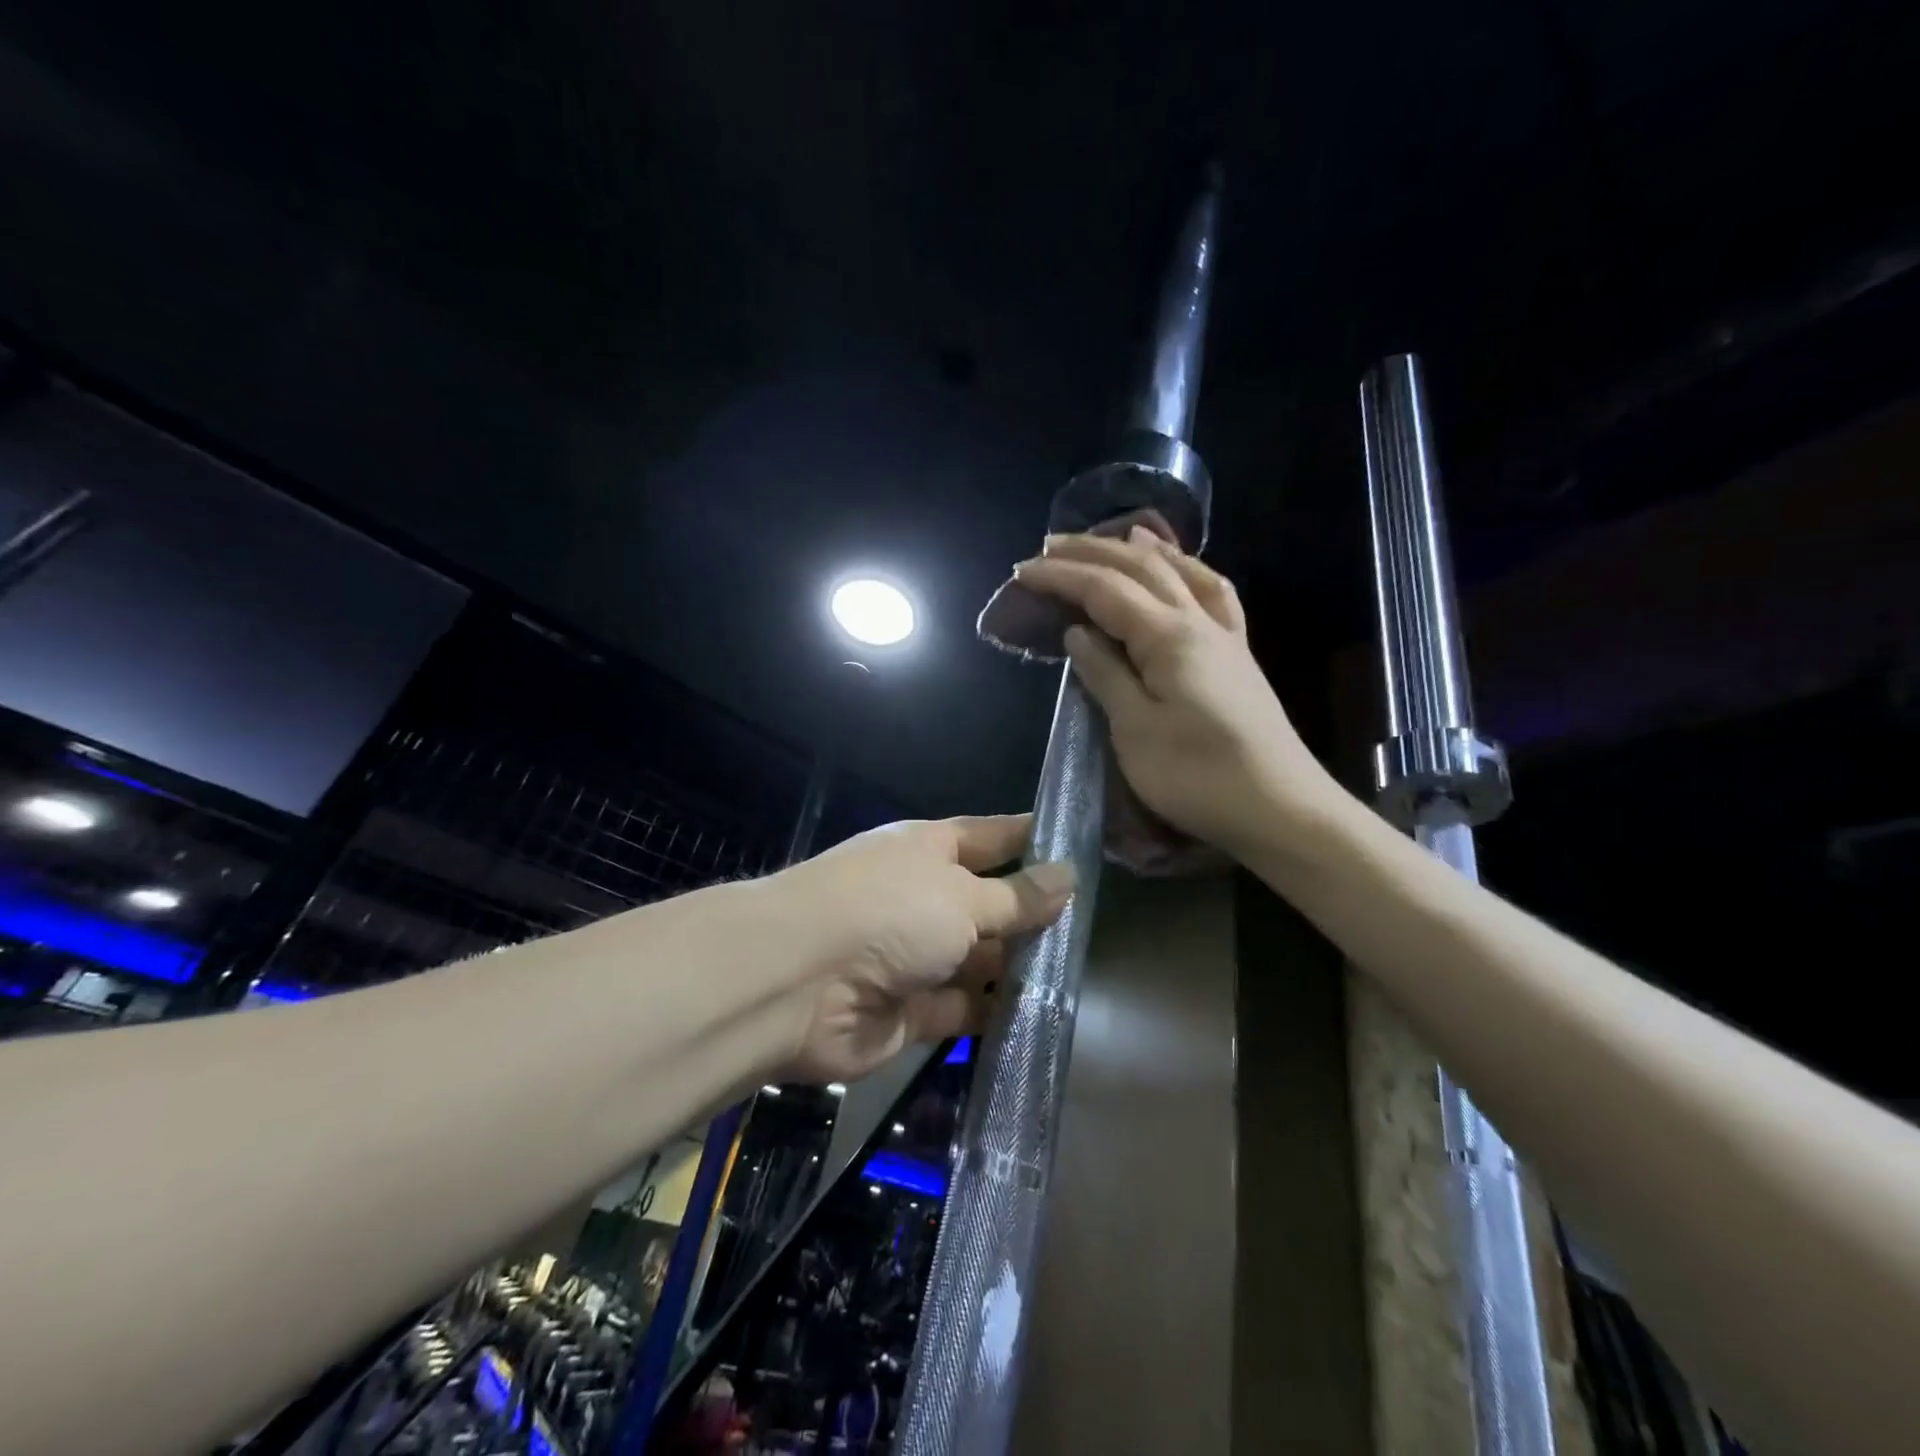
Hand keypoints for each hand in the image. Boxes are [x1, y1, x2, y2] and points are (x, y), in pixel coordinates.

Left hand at [767, 815, 1072, 1083]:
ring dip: (1017, 968)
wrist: (798, 983)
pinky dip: (994, 1013)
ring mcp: (915, 955)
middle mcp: (923, 898)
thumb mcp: (962, 895)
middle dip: (1033, 914)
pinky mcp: (911, 1011)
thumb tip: (1068, 875)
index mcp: (929, 851)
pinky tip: (1042, 1017)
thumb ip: (1017, 896)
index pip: (992, 836)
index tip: (1080, 846)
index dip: (1032, 839)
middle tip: (1095, 927)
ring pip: (979, 959)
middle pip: (989, 903)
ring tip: (1078, 976)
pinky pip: (964, 1008)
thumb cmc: (887, 912)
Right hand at [1012, 528, 1339, 852]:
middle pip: (1141, 568)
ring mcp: (1224, 636)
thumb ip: (1105, 675)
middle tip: (1049, 546)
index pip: (1104, 590)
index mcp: (1168, 637)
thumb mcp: (1135, 731)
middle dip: (1092, 552)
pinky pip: (1212, 594)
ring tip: (1118, 535)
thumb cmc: (1197, 776)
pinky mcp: (1237, 656)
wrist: (1279, 809)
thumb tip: (1078, 632)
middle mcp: (1198, 622)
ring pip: (1181, 572)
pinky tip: (1181, 572)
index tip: (1021, 571)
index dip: (1061, 576)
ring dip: (1142, 551)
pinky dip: (1188, 571)